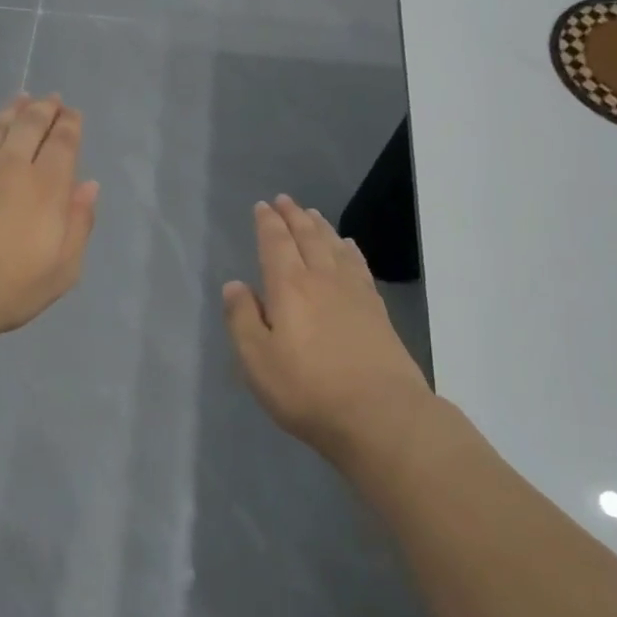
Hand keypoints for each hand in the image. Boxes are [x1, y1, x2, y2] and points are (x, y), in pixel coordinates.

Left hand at [0, 94, 98, 349]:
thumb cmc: (7, 288)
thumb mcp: (61, 270)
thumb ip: (78, 224)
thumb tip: (88, 186)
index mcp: (45, 186)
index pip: (62, 143)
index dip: (69, 124)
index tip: (72, 113)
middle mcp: (9, 165)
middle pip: (29, 125)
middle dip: (44, 109)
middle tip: (51, 99)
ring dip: (12, 111)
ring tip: (20, 100)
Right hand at [222, 195, 434, 467]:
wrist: (381, 416)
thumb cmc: (307, 389)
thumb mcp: (256, 359)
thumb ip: (241, 318)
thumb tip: (235, 285)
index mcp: (289, 287)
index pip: (275, 244)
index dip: (268, 223)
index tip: (263, 206)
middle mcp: (322, 280)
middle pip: (307, 238)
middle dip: (294, 217)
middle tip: (285, 200)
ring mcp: (354, 294)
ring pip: (335, 247)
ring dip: (321, 228)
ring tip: (312, 215)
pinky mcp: (377, 312)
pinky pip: (359, 267)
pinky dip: (350, 250)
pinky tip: (348, 248)